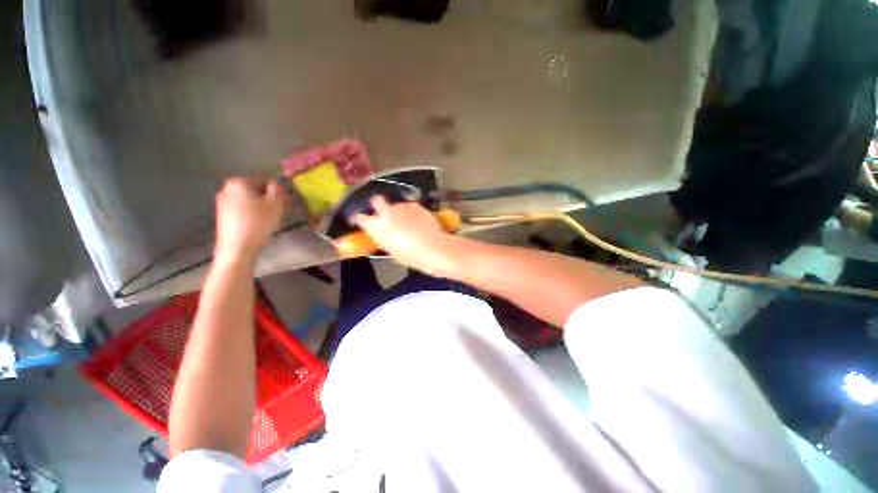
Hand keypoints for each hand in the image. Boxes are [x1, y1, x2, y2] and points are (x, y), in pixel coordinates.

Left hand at [214, 177, 287, 261]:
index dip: (277, 191)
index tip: (284, 202)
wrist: (237, 248)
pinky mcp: (222, 215)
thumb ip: (277, 190)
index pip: (264, 180)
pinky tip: (258, 225)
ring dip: (260, 206)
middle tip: (279, 210)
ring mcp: (222, 202)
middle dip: (267, 198)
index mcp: (239, 181)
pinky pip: (242, 209)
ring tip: (270, 219)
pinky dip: (251, 214)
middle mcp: (226, 188)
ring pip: (248, 200)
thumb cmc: (258, 223)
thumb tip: (276, 184)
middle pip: (255, 189)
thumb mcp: (275, 204)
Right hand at [350, 196, 454, 274]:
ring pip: (396, 204)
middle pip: (376, 200)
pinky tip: (418, 220)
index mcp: (375, 226)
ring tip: (407, 221)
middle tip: (384, 213)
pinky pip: (410, 206)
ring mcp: (401, 207)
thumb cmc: (409, 255)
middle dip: (378, 204)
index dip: (360, 219)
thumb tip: (384, 236)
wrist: (431, 247)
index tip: (361, 221)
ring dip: (399, 211)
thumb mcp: (391, 251)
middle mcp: (386, 212)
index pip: (360, 218)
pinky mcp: (415, 205)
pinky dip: (412, 211)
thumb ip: (384, 239)